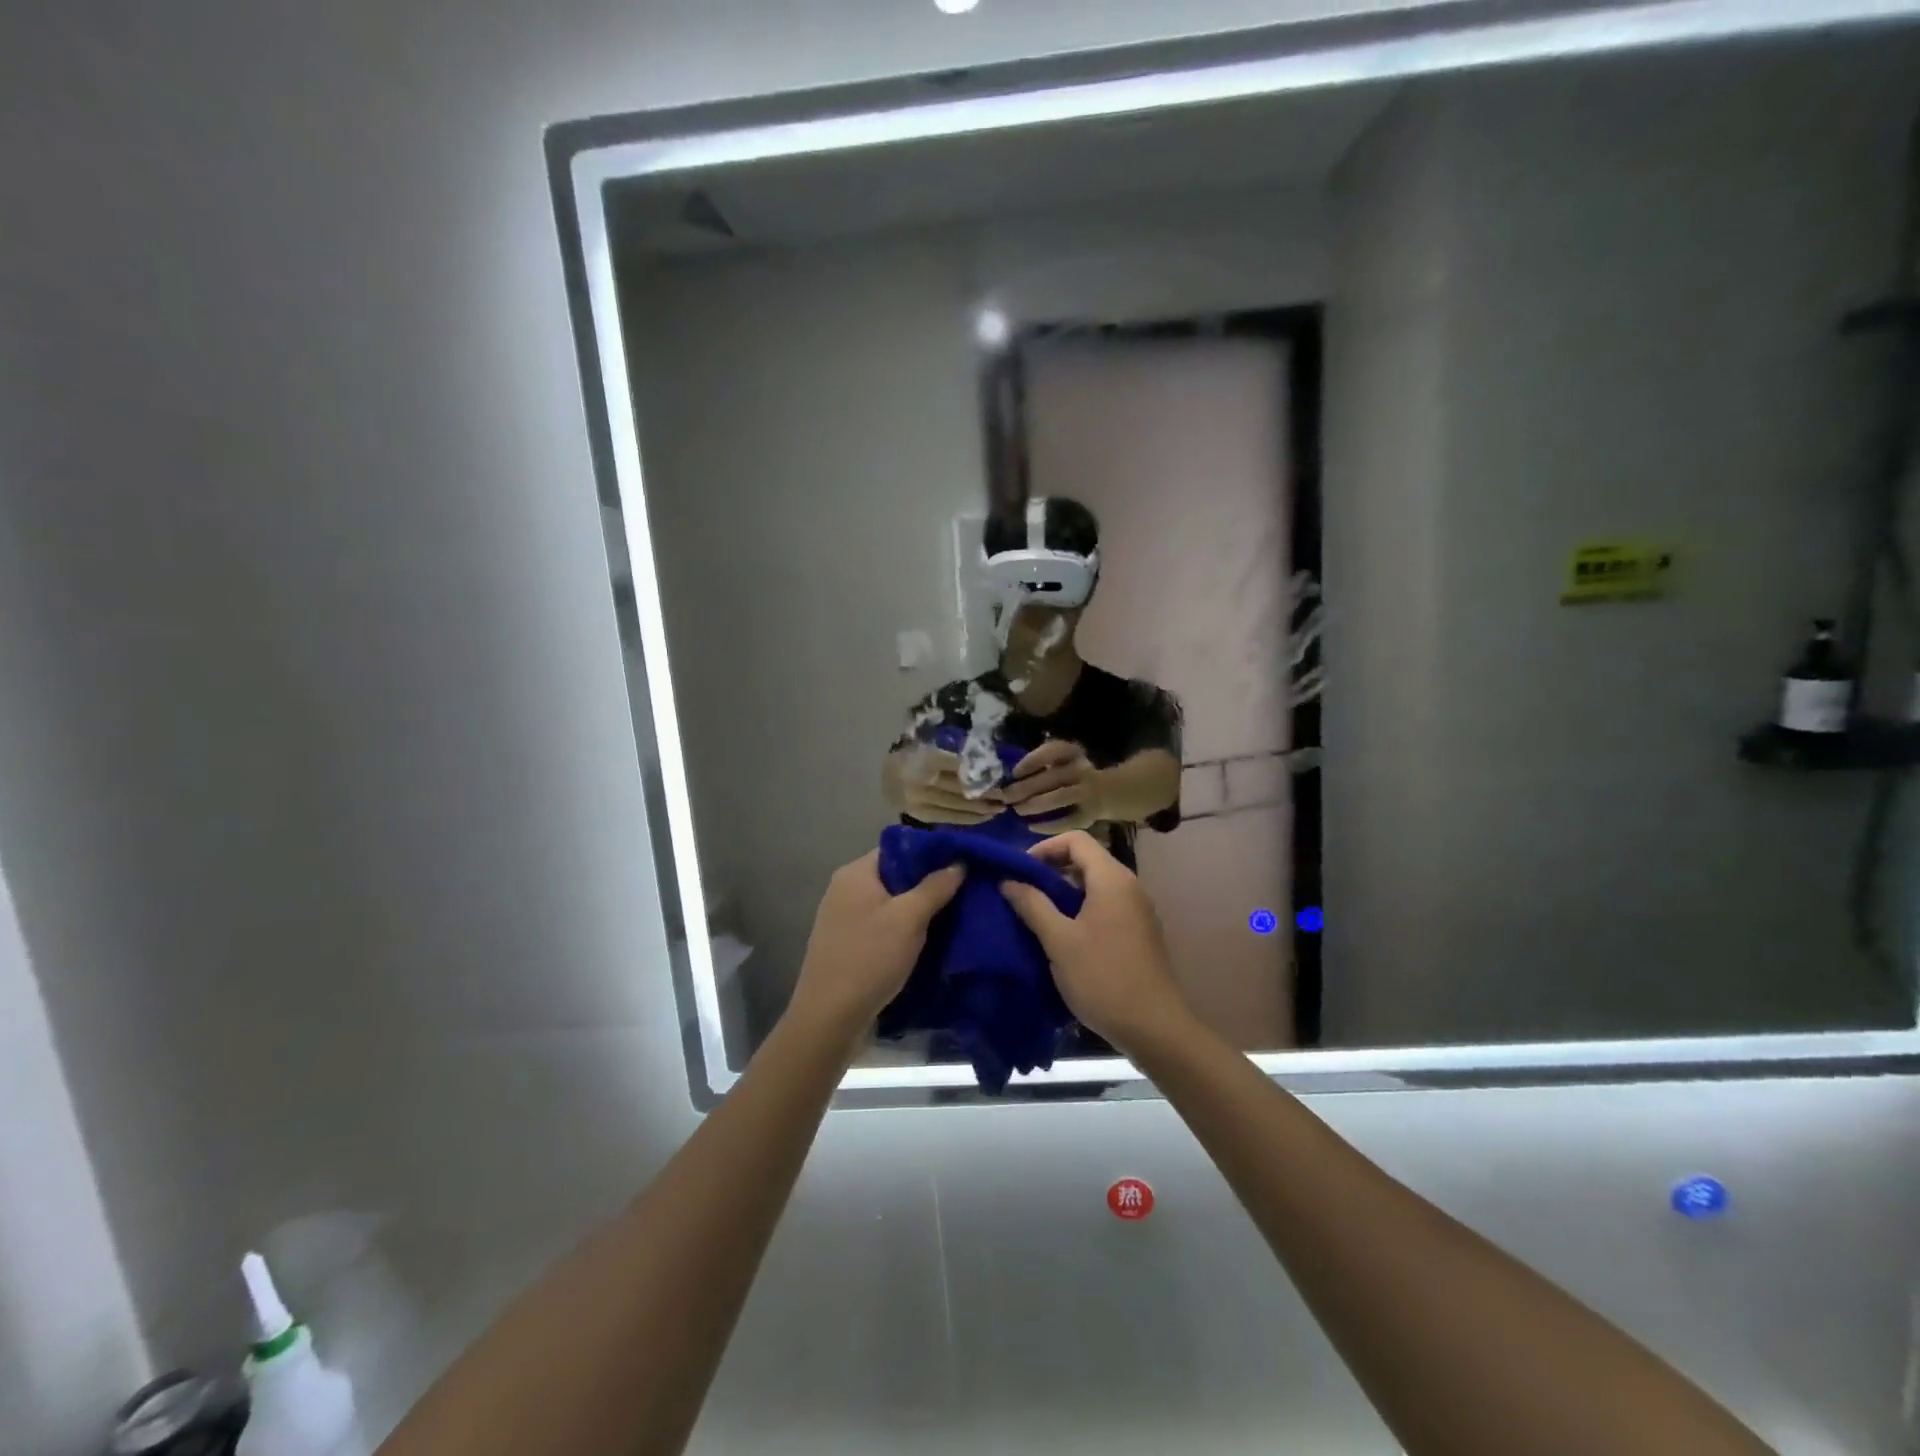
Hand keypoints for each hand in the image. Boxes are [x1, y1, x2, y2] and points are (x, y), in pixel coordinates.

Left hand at [788, 851, 964, 1041]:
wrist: (829, 1019)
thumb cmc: (869, 958)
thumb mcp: (909, 919)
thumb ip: (935, 887)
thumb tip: (958, 862)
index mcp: (855, 873)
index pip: (898, 848)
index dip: (931, 854)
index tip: (962, 864)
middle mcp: (845, 890)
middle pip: (895, 876)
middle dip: (928, 884)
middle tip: (964, 892)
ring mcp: (844, 919)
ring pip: (891, 904)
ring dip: (918, 911)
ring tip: (953, 916)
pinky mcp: (848, 945)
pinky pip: (882, 926)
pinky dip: (904, 930)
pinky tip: (929, 941)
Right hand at [892, 745, 1002, 824]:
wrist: (886, 776)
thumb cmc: (914, 756)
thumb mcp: (932, 746)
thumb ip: (954, 755)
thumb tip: (987, 763)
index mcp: (928, 759)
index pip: (961, 767)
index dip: (982, 773)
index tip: (1000, 775)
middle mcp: (924, 781)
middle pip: (962, 790)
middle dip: (987, 795)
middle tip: (1006, 797)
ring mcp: (922, 801)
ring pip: (958, 807)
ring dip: (982, 810)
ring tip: (1000, 809)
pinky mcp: (921, 815)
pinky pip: (950, 818)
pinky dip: (968, 819)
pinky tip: (983, 818)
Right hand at [998, 831, 1190, 1054]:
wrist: (1154, 1028)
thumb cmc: (1103, 978)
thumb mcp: (1059, 941)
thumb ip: (1032, 905)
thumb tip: (1008, 880)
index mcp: (1112, 879)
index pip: (1076, 840)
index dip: (1044, 848)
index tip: (1020, 872)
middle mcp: (1129, 886)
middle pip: (1086, 860)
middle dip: (1051, 871)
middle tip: (1023, 893)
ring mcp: (1137, 909)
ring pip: (1095, 885)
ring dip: (1064, 892)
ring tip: (1037, 915)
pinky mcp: (1139, 931)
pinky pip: (1105, 905)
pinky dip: (1081, 909)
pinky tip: (1063, 936)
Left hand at [1001, 739, 1104, 829]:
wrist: (1107, 792)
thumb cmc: (1070, 775)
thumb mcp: (1059, 763)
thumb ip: (1039, 767)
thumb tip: (1008, 779)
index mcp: (1073, 753)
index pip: (1054, 750)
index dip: (1032, 761)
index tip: (1015, 773)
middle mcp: (1082, 769)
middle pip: (1052, 776)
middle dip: (1026, 787)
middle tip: (1006, 797)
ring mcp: (1088, 792)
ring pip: (1060, 797)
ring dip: (1035, 804)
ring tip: (1018, 810)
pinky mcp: (1090, 815)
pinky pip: (1068, 820)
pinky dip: (1049, 825)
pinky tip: (1031, 826)